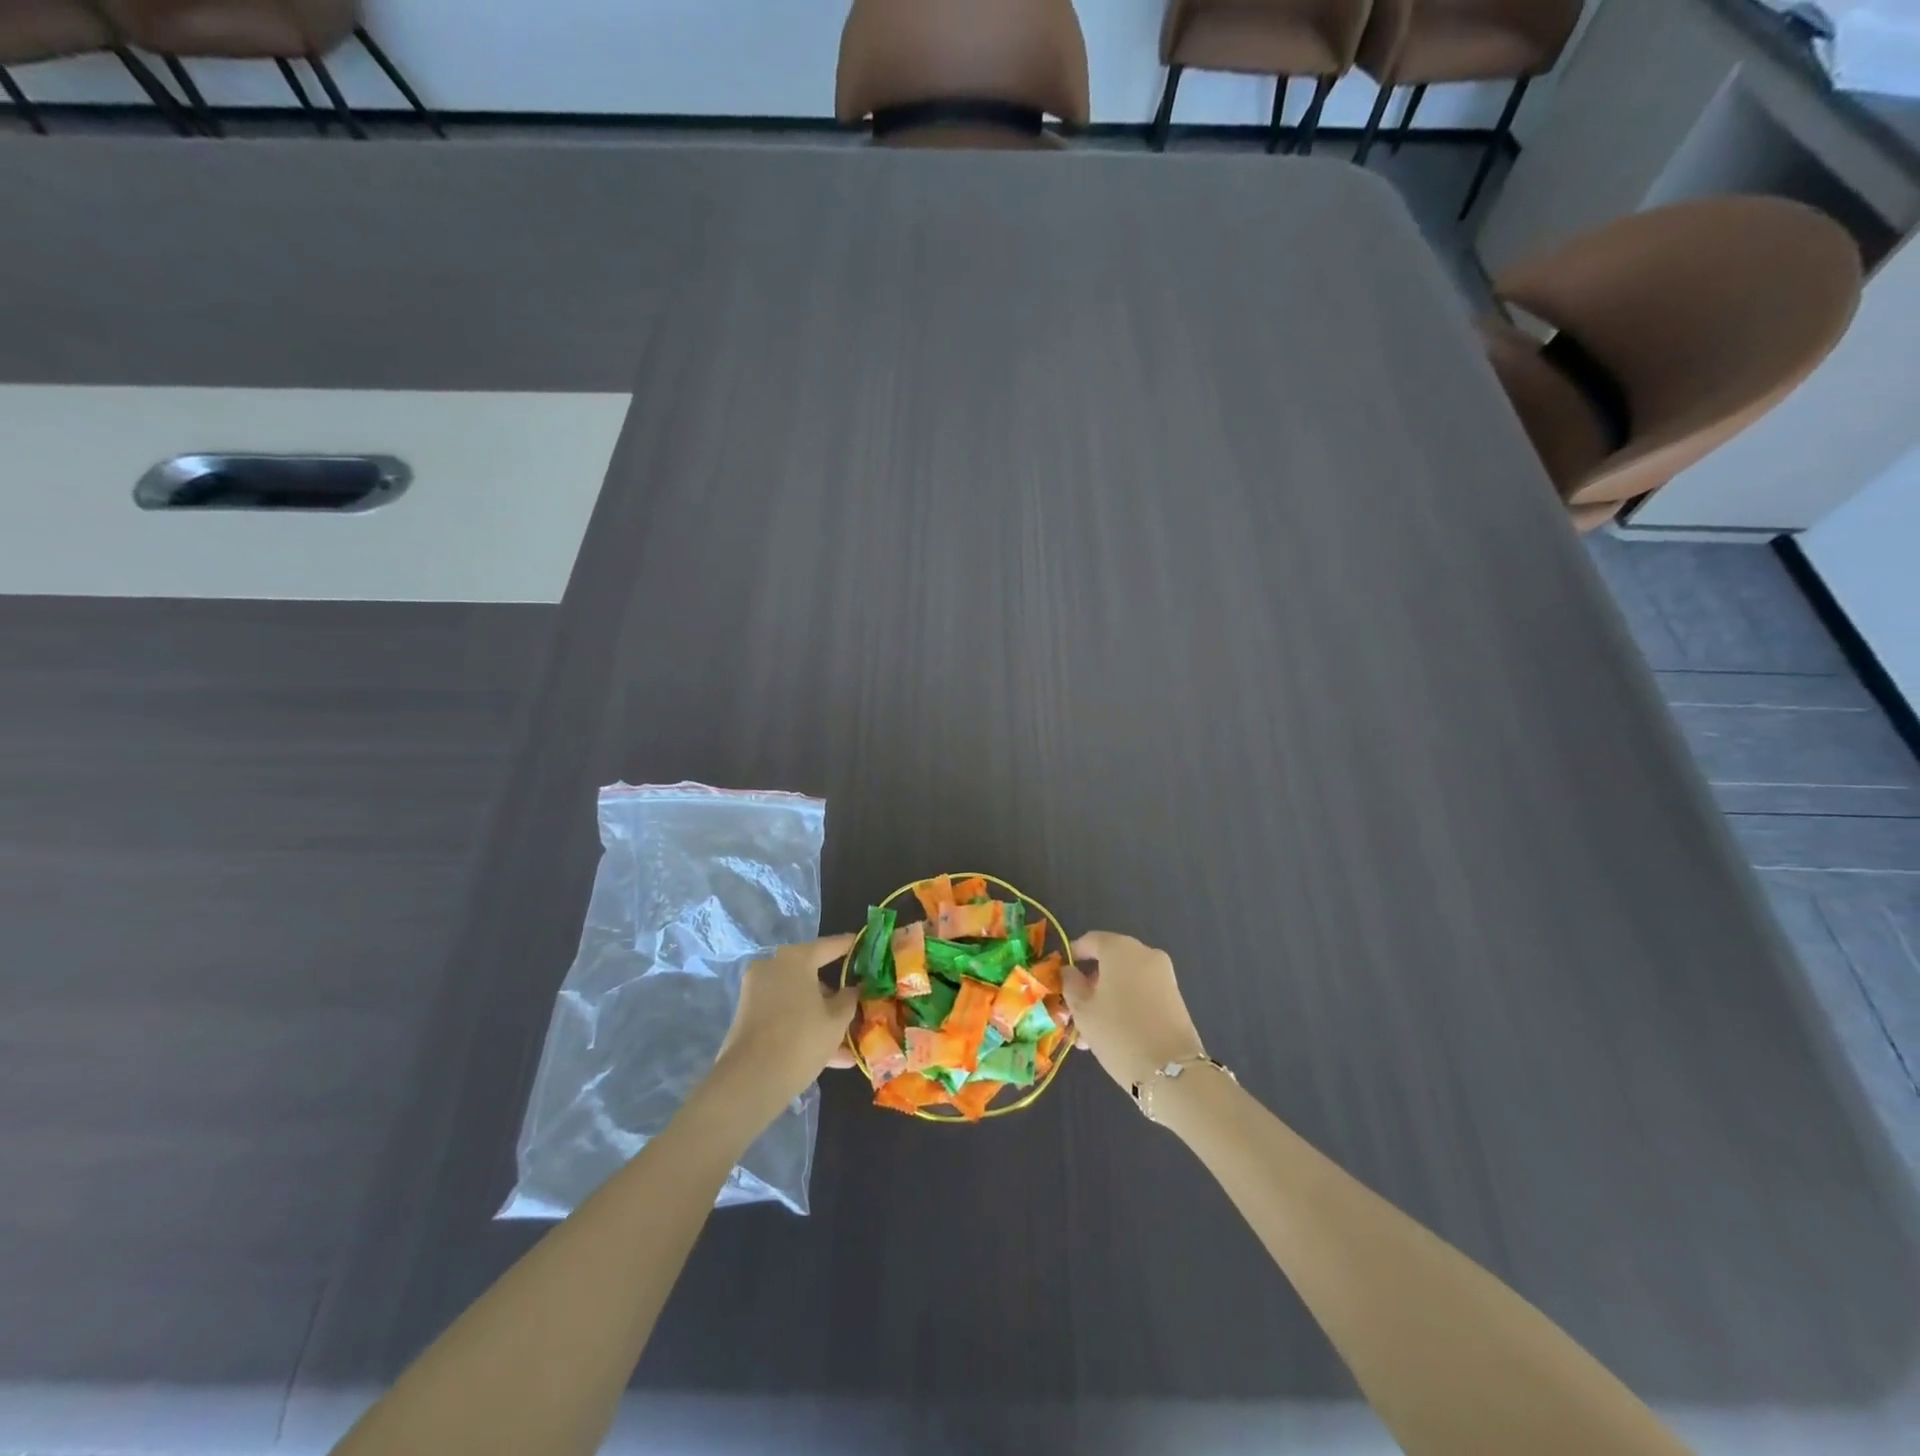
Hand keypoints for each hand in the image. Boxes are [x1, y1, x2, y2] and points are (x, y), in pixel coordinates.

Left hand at [713, 935, 860, 1104]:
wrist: (750, 1080)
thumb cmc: (802, 1039)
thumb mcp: (836, 1020)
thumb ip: (849, 999)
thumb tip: (851, 990)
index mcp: (796, 958)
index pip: (830, 946)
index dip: (851, 946)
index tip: (865, 945)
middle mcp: (773, 967)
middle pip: (812, 975)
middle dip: (835, 994)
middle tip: (857, 1004)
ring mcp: (757, 992)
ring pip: (799, 999)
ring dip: (822, 1017)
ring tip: (849, 1043)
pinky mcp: (749, 1016)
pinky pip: (785, 1015)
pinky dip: (804, 1028)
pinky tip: (832, 1057)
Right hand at [1065, 932, 1206, 1092]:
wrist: (1172, 1070)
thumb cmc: (1117, 1032)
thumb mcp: (1082, 1010)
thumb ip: (1071, 984)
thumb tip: (1070, 971)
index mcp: (1120, 948)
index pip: (1090, 940)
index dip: (1073, 955)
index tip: (1060, 976)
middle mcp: (1144, 953)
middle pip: (1109, 961)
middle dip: (1090, 982)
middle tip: (1074, 1009)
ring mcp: (1163, 975)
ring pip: (1125, 979)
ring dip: (1106, 997)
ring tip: (1089, 1031)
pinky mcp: (1174, 997)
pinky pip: (1141, 991)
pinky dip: (1125, 1004)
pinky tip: (1112, 1033)